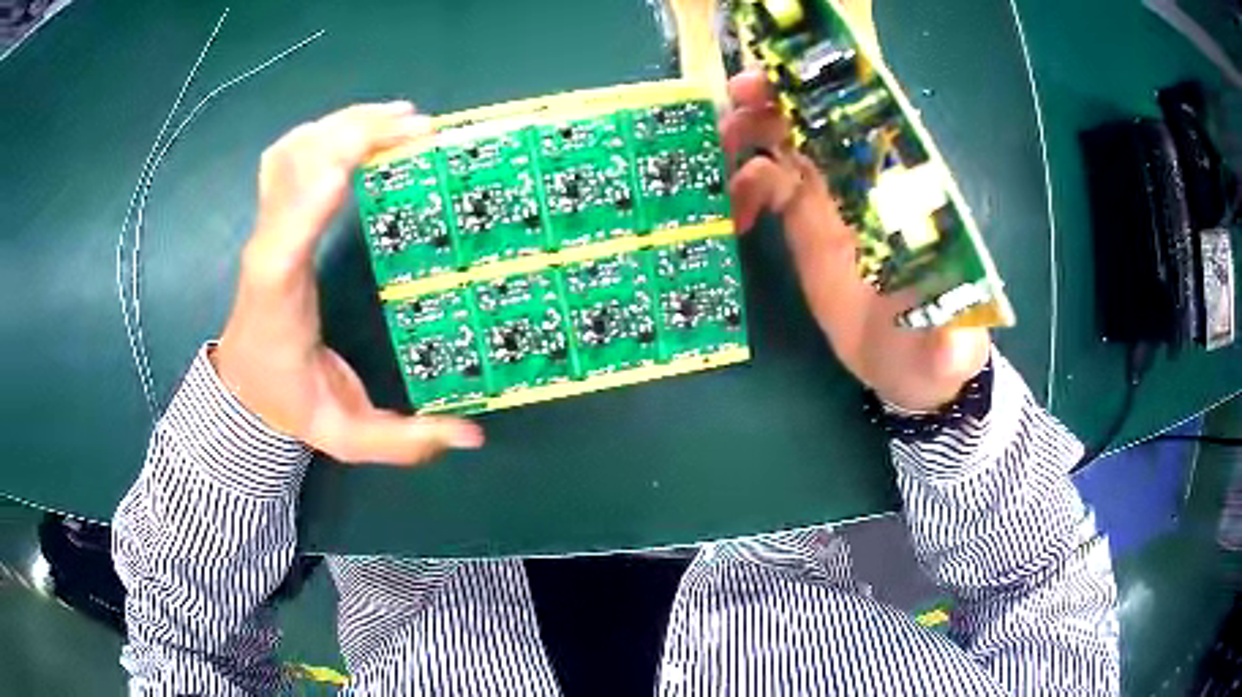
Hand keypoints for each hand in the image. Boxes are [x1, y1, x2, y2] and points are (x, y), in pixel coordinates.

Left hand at [213, 103, 483, 464]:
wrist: (242, 387)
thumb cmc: (289, 403)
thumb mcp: (345, 436)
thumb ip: (403, 443)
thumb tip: (472, 436)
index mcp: (278, 294)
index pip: (288, 233)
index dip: (317, 187)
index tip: (365, 154)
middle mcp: (267, 246)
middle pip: (296, 168)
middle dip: (353, 135)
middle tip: (419, 128)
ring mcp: (266, 225)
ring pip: (292, 151)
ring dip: (344, 124)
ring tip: (400, 119)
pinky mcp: (272, 217)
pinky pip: (286, 156)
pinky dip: (321, 130)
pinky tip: (353, 129)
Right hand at [720, 71, 988, 411]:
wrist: (908, 370)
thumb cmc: (935, 349)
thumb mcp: (946, 345)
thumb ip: (948, 331)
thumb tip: (950, 319)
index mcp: (902, 196)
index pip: (864, 126)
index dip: (823, 98)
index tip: (783, 87)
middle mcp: (866, 187)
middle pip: (817, 123)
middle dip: (775, 103)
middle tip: (733, 108)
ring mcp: (834, 204)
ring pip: (788, 146)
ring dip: (751, 137)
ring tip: (720, 157)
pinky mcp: (809, 228)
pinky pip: (771, 187)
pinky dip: (746, 188)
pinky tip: (734, 217)